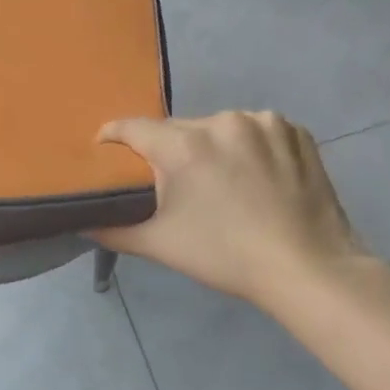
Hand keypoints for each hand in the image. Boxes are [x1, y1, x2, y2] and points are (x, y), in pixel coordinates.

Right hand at [96, 112, 373, 313]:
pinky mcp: (295, 132)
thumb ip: (113, 230)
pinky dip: (247, 146)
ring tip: (217, 181)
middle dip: (167, 150)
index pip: (132, 127)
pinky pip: (256, 131)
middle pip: (177, 129)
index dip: (113, 136)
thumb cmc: (225, 255)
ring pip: (217, 128)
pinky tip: (253, 175)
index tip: (105, 148)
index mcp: (183, 145)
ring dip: (209, 147)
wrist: (307, 268)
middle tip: (168, 181)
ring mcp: (263, 123)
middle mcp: (221, 122)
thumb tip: (81, 225)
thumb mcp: (159, 245)